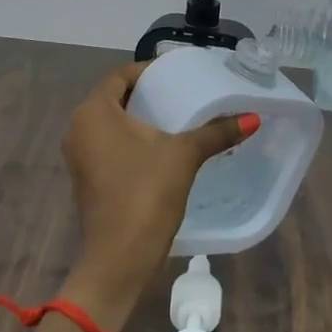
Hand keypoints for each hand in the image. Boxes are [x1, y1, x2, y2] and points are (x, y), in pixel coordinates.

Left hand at [56, 62, 255, 331]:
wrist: (119, 260)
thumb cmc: (145, 195)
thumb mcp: (184, 156)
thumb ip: (216, 133)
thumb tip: (252, 118)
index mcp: (93, 112)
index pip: (120, 76)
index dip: (149, 71)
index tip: (177, 73)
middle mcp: (79, 128)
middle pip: (115, 98)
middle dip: (147, 94)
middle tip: (181, 92)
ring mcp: (80, 156)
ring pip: (111, 124)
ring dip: (140, 118)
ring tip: (176, 117)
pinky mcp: (87, 178)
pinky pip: (110, 145)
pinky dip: (132, 140)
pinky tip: (162, 147)